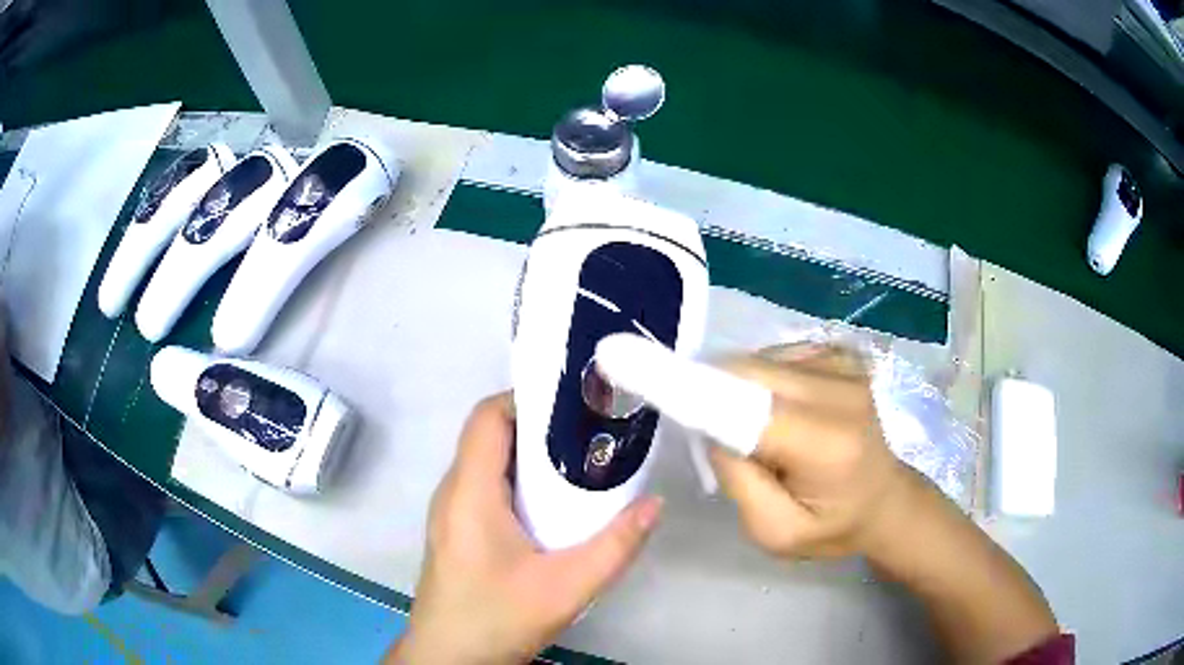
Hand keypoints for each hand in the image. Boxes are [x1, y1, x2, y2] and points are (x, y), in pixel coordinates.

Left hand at [386, 393, 662, 664]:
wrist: (450, 659)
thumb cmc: (497, 618)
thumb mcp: (566, 587)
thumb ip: (615, 546)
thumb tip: (655, 504)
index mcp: (469, 491)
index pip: (488, 416)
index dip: (527, 398)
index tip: (576, 403)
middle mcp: (453, 491)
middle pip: (490, 435)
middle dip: (540, 426)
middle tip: (592, 432)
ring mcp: (451, 512)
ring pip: (488, 462)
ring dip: (531, 455)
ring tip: (581, 462)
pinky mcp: (457, 531)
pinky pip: (486, 487)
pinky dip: (519, 481)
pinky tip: (554, 505)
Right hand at [707, 344, 911, 558]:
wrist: (884, 498)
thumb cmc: (832, 525)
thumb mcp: (775, 532)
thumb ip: (738, 480)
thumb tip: (711, 425)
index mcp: (827, 443)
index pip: (749, 404)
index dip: (694, 390)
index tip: (638, 377)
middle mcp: (840, 390)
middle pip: (749, 371)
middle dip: (715, 393)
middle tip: (714, 434)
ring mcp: (844, 365)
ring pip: (759, 359)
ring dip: (741, 389)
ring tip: (761, 431)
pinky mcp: (842, 354)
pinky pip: (777, 354)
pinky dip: (763, 379)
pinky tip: (782, 410)